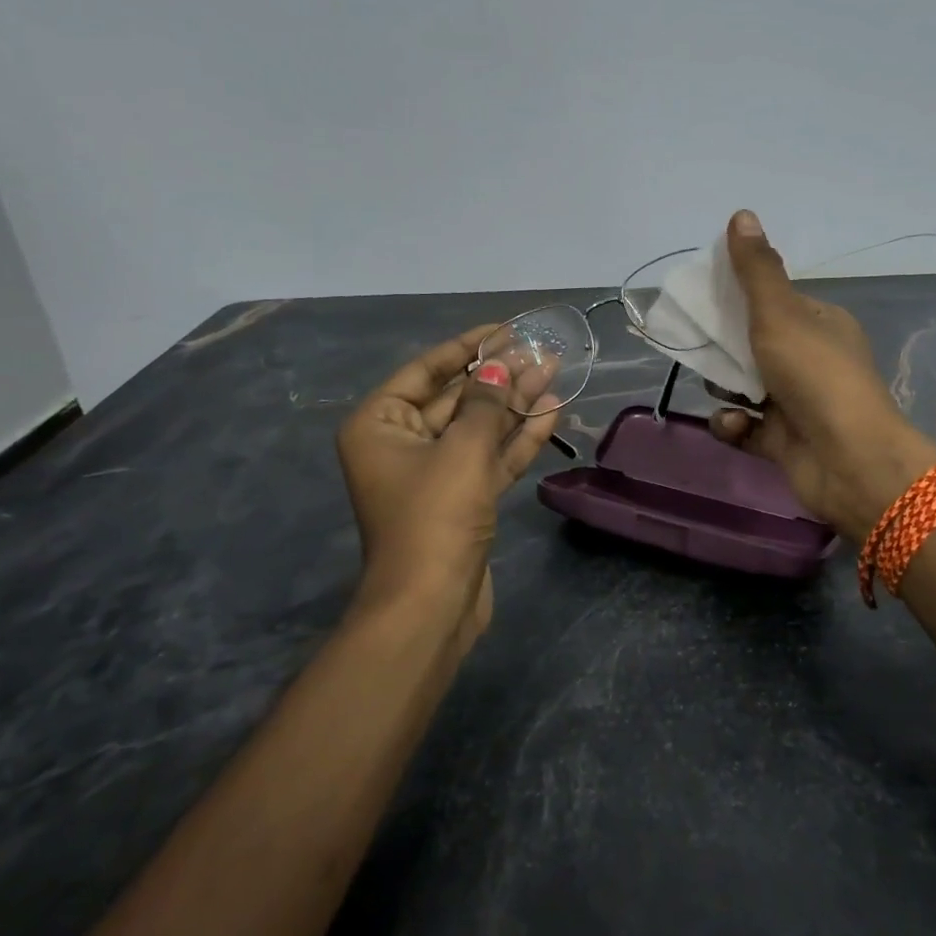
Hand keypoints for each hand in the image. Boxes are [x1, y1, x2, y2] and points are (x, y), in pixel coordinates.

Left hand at [336, 327, 559, 647]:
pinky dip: (518, 438)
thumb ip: (486, 403)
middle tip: (541, 352)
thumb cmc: (435, 517)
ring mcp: (434, 475)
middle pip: (457, 398)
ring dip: (515, 404)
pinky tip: (551, 413)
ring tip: (555, 374)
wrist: (431, 606)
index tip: (505, 329)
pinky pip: (491, 458)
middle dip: (500, 376)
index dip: (468, 347)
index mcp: (380, 425)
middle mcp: (402, 444)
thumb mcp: (462, 450)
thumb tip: (502, 366)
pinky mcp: (463, 500)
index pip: (427, 371)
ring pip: (479, 428)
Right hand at [708, 211, 935, 543]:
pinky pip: (746, 427)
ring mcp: (798, 403)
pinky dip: (733, 424)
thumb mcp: (780, 314)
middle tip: (700, 345)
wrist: (848, 461)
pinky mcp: (784, 441)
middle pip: (754, 344)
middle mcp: (812, 361)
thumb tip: (742, 214)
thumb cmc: (816, 376)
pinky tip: (733, 424)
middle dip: (724, 346)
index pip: (774, 302)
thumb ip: (756, 271)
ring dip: (724, 387)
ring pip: (745, 387)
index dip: (739, 298)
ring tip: (717, 388)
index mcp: (820, 325)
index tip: (705, 298)